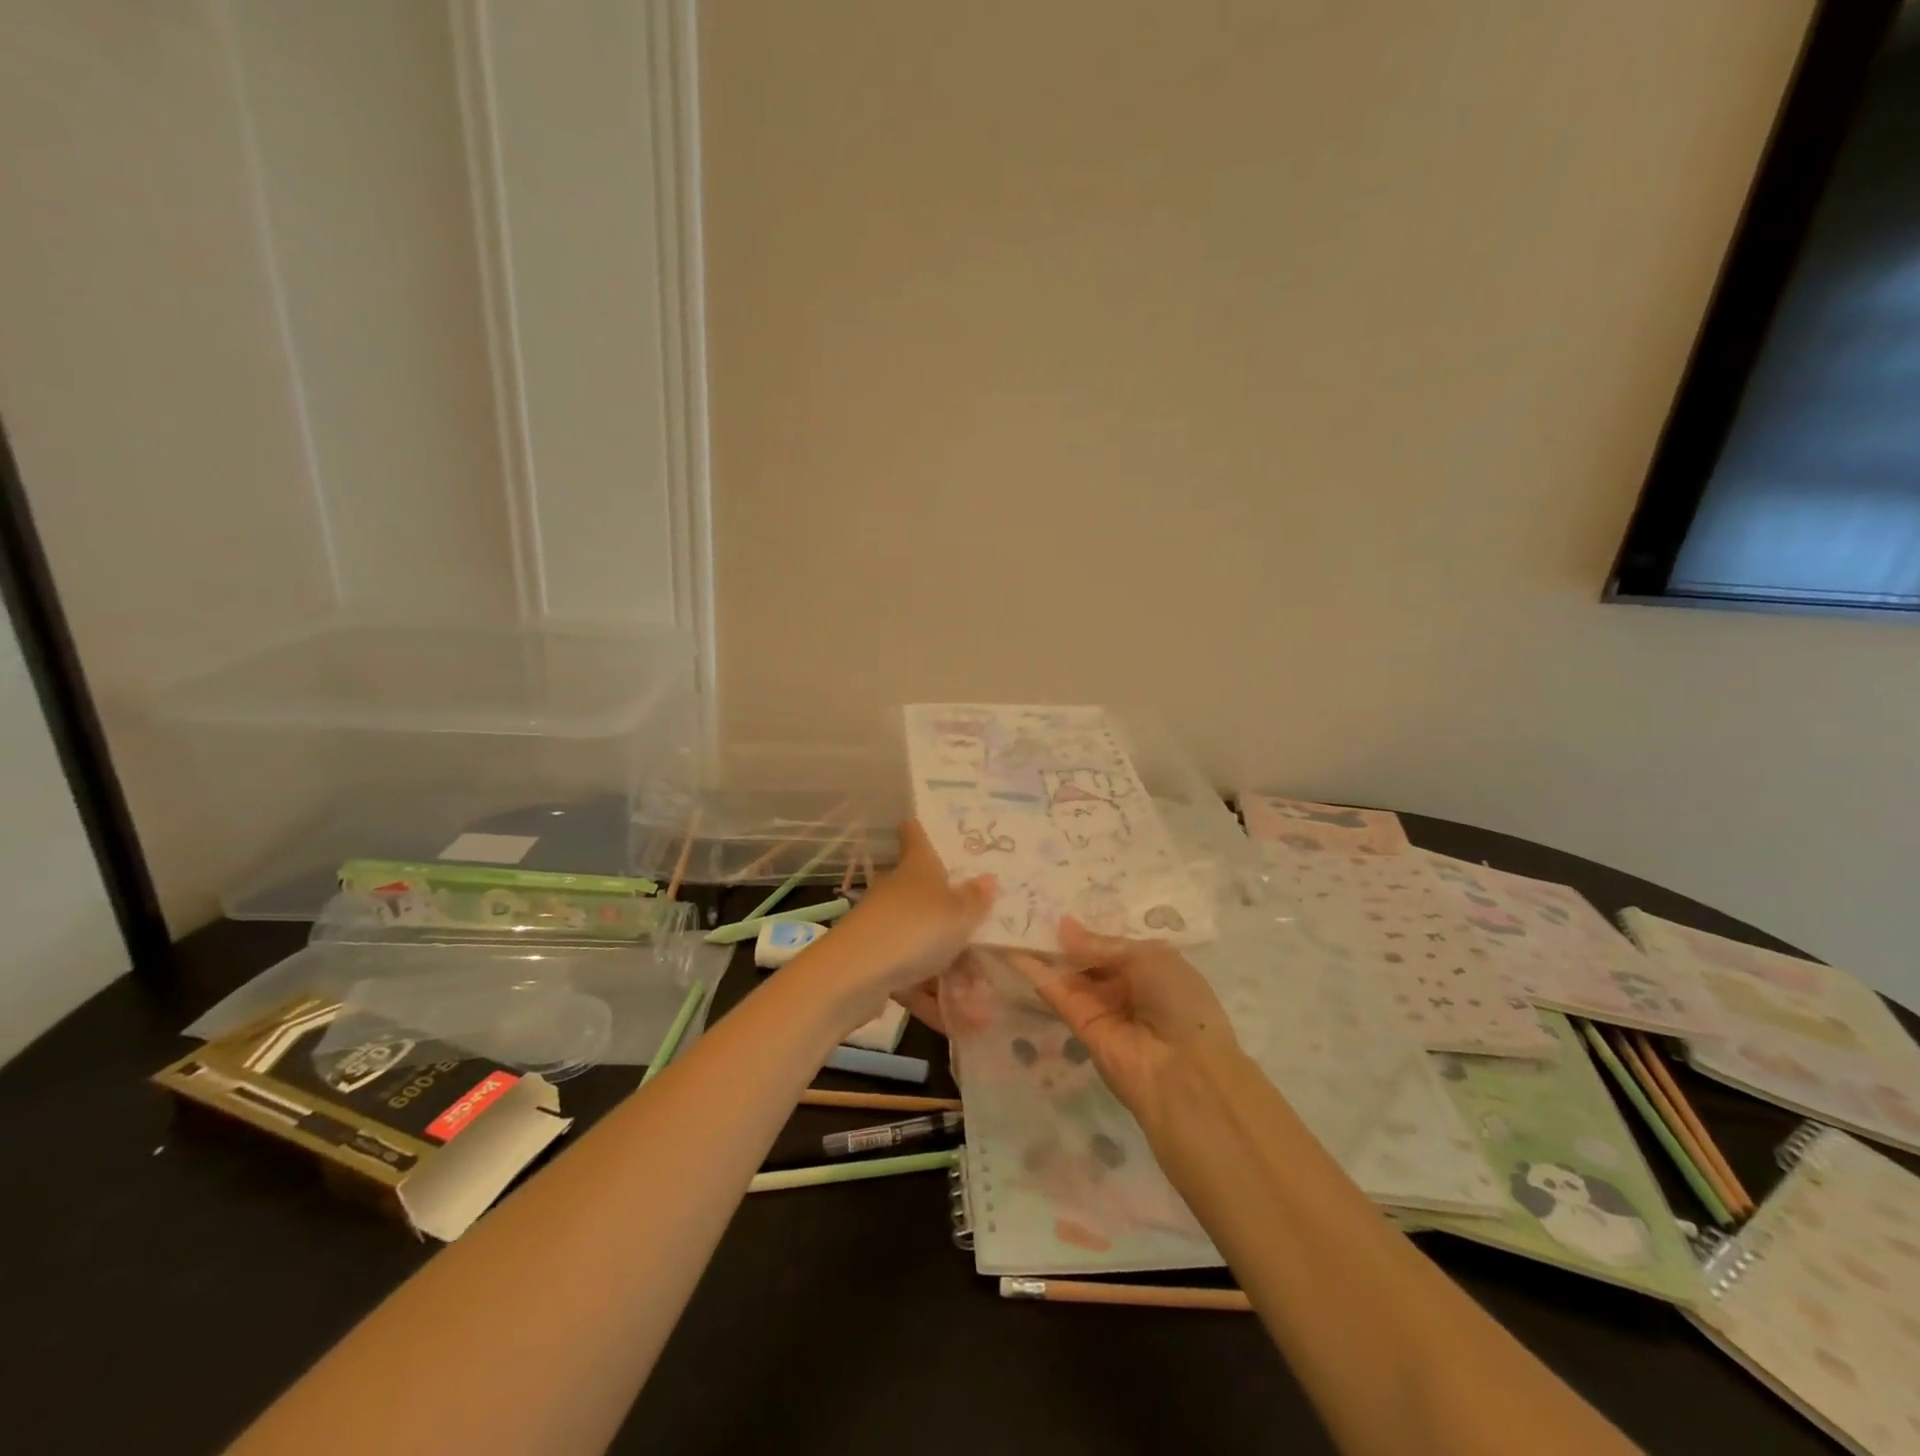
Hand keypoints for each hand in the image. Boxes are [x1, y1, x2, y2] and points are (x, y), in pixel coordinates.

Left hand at [812, 821, 994, 1018]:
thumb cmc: (914, 930)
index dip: (921, 828)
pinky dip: (931, 998)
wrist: (854, 976)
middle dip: (956, 919)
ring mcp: (884, 929)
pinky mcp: (875, 964)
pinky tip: (958, 1023)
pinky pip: (911, 979)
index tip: (928, 824)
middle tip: (988, 934)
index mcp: (917, 869)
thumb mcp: (958, 915)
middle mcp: (898, 893)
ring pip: (922, 943)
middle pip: (928, 896)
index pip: (914, 835)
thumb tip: (988, 879)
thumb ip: (975, 900)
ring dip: (950, 970)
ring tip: (983, 999)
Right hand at [1009, 917, 1240, 1117]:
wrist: (1185, 1073)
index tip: (1056, 900)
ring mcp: (1101, 1007)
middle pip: (1086, 957)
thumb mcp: (1149, 958)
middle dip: (1061, 936)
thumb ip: (1102, 945)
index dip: (1087, 925)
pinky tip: (1014, 952)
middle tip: (1028, 906)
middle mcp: (1124, 985)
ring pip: (1068, 974)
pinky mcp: (1080, 1026)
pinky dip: (1036, 974)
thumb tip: (1064, 925)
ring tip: (1013, 922)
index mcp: (1150, 966)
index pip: (1111, 942)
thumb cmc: (1180, 1003)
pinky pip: (1058, 994)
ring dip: (1043, 951)